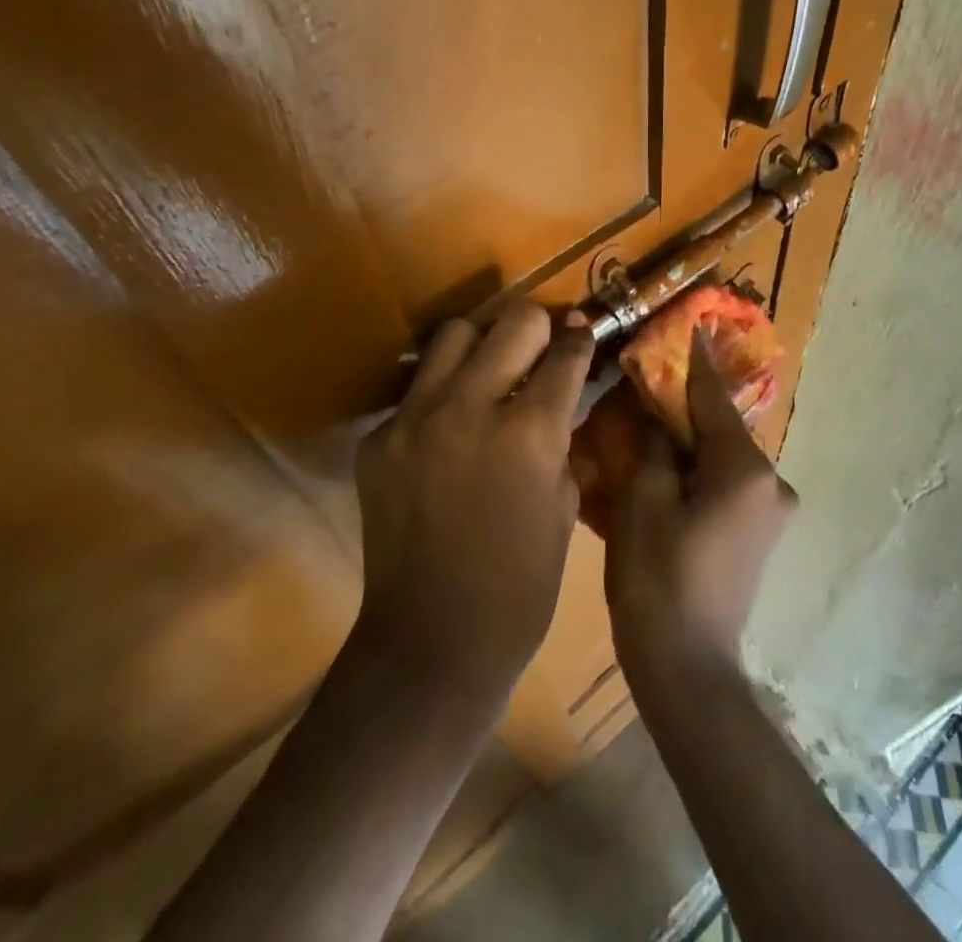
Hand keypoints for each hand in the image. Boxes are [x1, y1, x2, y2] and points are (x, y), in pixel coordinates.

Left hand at [354, 301, 594, 710]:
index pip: (564, 353)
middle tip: (542, 344)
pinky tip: (449, 428)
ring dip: (482, 344)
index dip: (580, 339)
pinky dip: (441, 395)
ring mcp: (414, 419)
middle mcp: (470, 407)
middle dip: (538, 326)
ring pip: (453, 334)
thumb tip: (560, 394)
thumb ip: (560, 437)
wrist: (432, 641)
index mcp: (528, 432)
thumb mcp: (563, 505)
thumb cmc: (520, 586)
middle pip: (513, 321)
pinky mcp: (379, 438)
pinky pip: (417, 390)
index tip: (582, 333)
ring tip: (490, 371)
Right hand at [605, 333, 796, 691]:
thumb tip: (656, 410)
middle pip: (719, 426)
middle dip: (683, 405)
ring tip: (646, 427)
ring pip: (721, 456)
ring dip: (687, 440)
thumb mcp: (642, 500)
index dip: (694, 360)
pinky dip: (697, 469)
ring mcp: (770, 511)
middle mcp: (771, 482)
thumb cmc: (658, 579)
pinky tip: (665, 470)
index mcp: (745, 469)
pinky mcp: (760, 533)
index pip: (713, 397)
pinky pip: (725, 482)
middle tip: (645, 383)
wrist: (688, 670)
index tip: (690, 322)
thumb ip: (652, 443)